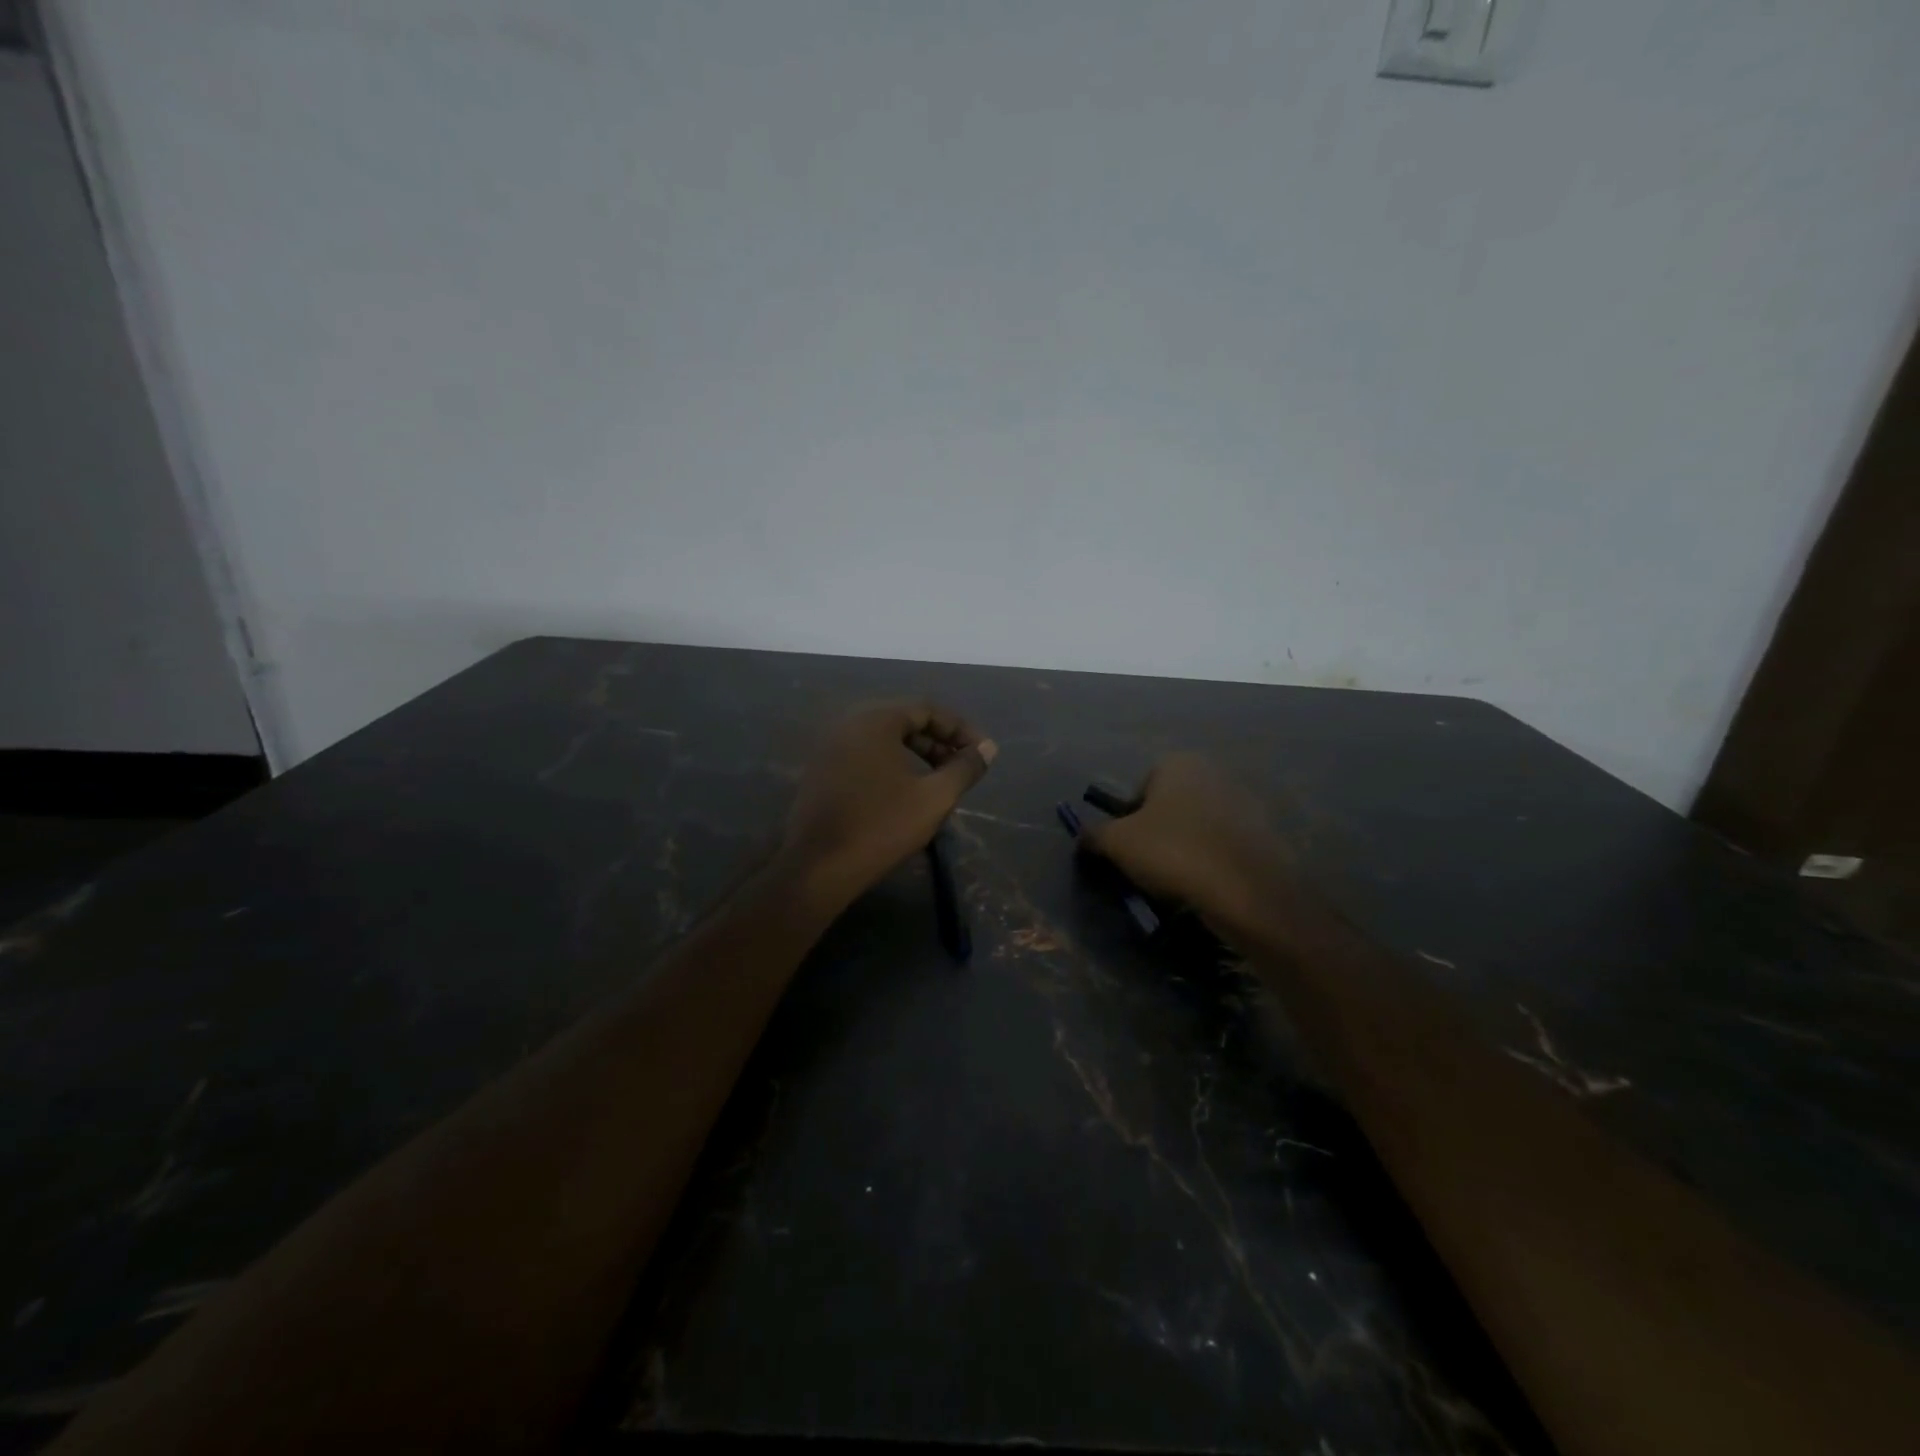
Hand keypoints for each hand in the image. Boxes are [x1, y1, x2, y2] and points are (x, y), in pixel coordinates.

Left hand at [781, 702, 996, 908]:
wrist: (817, 867)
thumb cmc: (881, 826)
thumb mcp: (934, 797)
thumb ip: (965, 768)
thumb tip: (988, 748)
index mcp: (875, 720)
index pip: (927, 709)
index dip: (960, 729)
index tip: (982, 753)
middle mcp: (848, 723)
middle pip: (904, 720)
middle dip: (939, 741)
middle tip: (963, 767)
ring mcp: (830, 747)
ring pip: (884, 739)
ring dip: (916, 754)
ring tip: (940, 781)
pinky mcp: (821, 771)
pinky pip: (865, 755)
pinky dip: (892, 765)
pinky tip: (906, 793)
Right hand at [1076, 753, 1295, 935]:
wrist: (1247, 889)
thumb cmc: (1173, 851)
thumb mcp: (1117, 843)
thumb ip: (1094, 834)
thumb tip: (1083, 835)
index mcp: (1178, 763)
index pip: (1140, 788)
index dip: (1129, 819)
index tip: (1128, 849)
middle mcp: (1213, 772)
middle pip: (1171, 806)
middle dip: (1158, 833)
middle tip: (1149, 866)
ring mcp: (1244, 802)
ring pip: (1198, 827)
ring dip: (1186, 848)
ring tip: (1177, 881)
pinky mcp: (1264, 834)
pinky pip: (1224, 846)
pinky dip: (1213, 862)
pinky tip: (1206, 886)